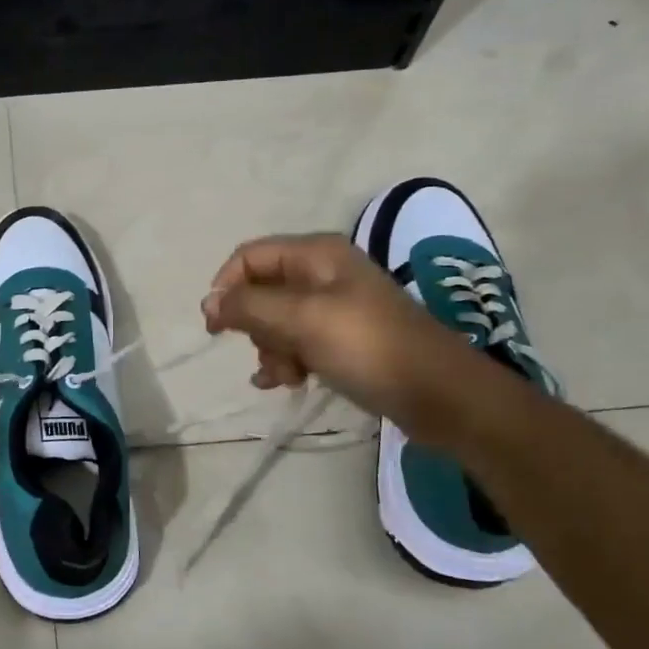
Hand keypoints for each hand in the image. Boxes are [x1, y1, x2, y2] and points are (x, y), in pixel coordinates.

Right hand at [200, 233, 478, 443]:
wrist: (439, 394)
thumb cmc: (367, 347)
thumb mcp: (302, 320)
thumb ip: (249, 306)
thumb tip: (209, 302)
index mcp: (316, 254)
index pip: (249, 257)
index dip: (226, 287)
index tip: (216, 326)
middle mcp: (323, 273)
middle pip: (261, 290)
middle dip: (254, 326)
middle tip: (268, 353)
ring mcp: (335, 307)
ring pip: (276, 321)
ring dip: (271, 349)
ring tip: (288, 376)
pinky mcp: (343, 338)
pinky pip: (298, 342)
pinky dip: (287, 360)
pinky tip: (287, 383)